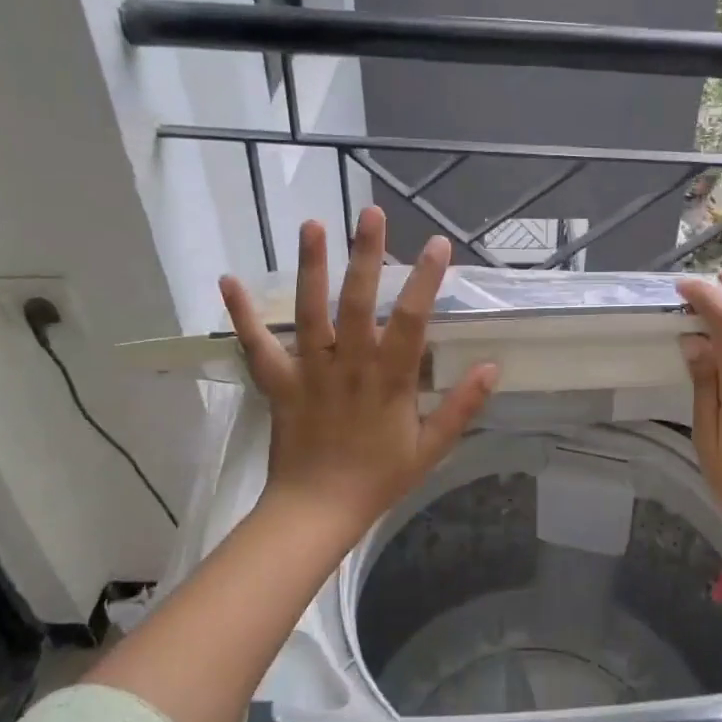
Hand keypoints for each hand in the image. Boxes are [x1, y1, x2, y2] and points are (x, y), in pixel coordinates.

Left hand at [219, 207, 497, 546]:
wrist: (317, 510)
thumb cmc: (378, 478)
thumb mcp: (431, 448)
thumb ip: (461, 407)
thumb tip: (493, 367)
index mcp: (389, 380)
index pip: (411, 320)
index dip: (425, 279)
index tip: (437, 243)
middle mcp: (349, 365)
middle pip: (357, 302)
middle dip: (366, 255)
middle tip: (370, 212)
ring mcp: (310, 371)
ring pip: (310, 312)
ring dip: (311, 267)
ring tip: (312, 224)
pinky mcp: (278, 383)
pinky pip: (257, 346)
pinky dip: (242, 315)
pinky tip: (228, 280)